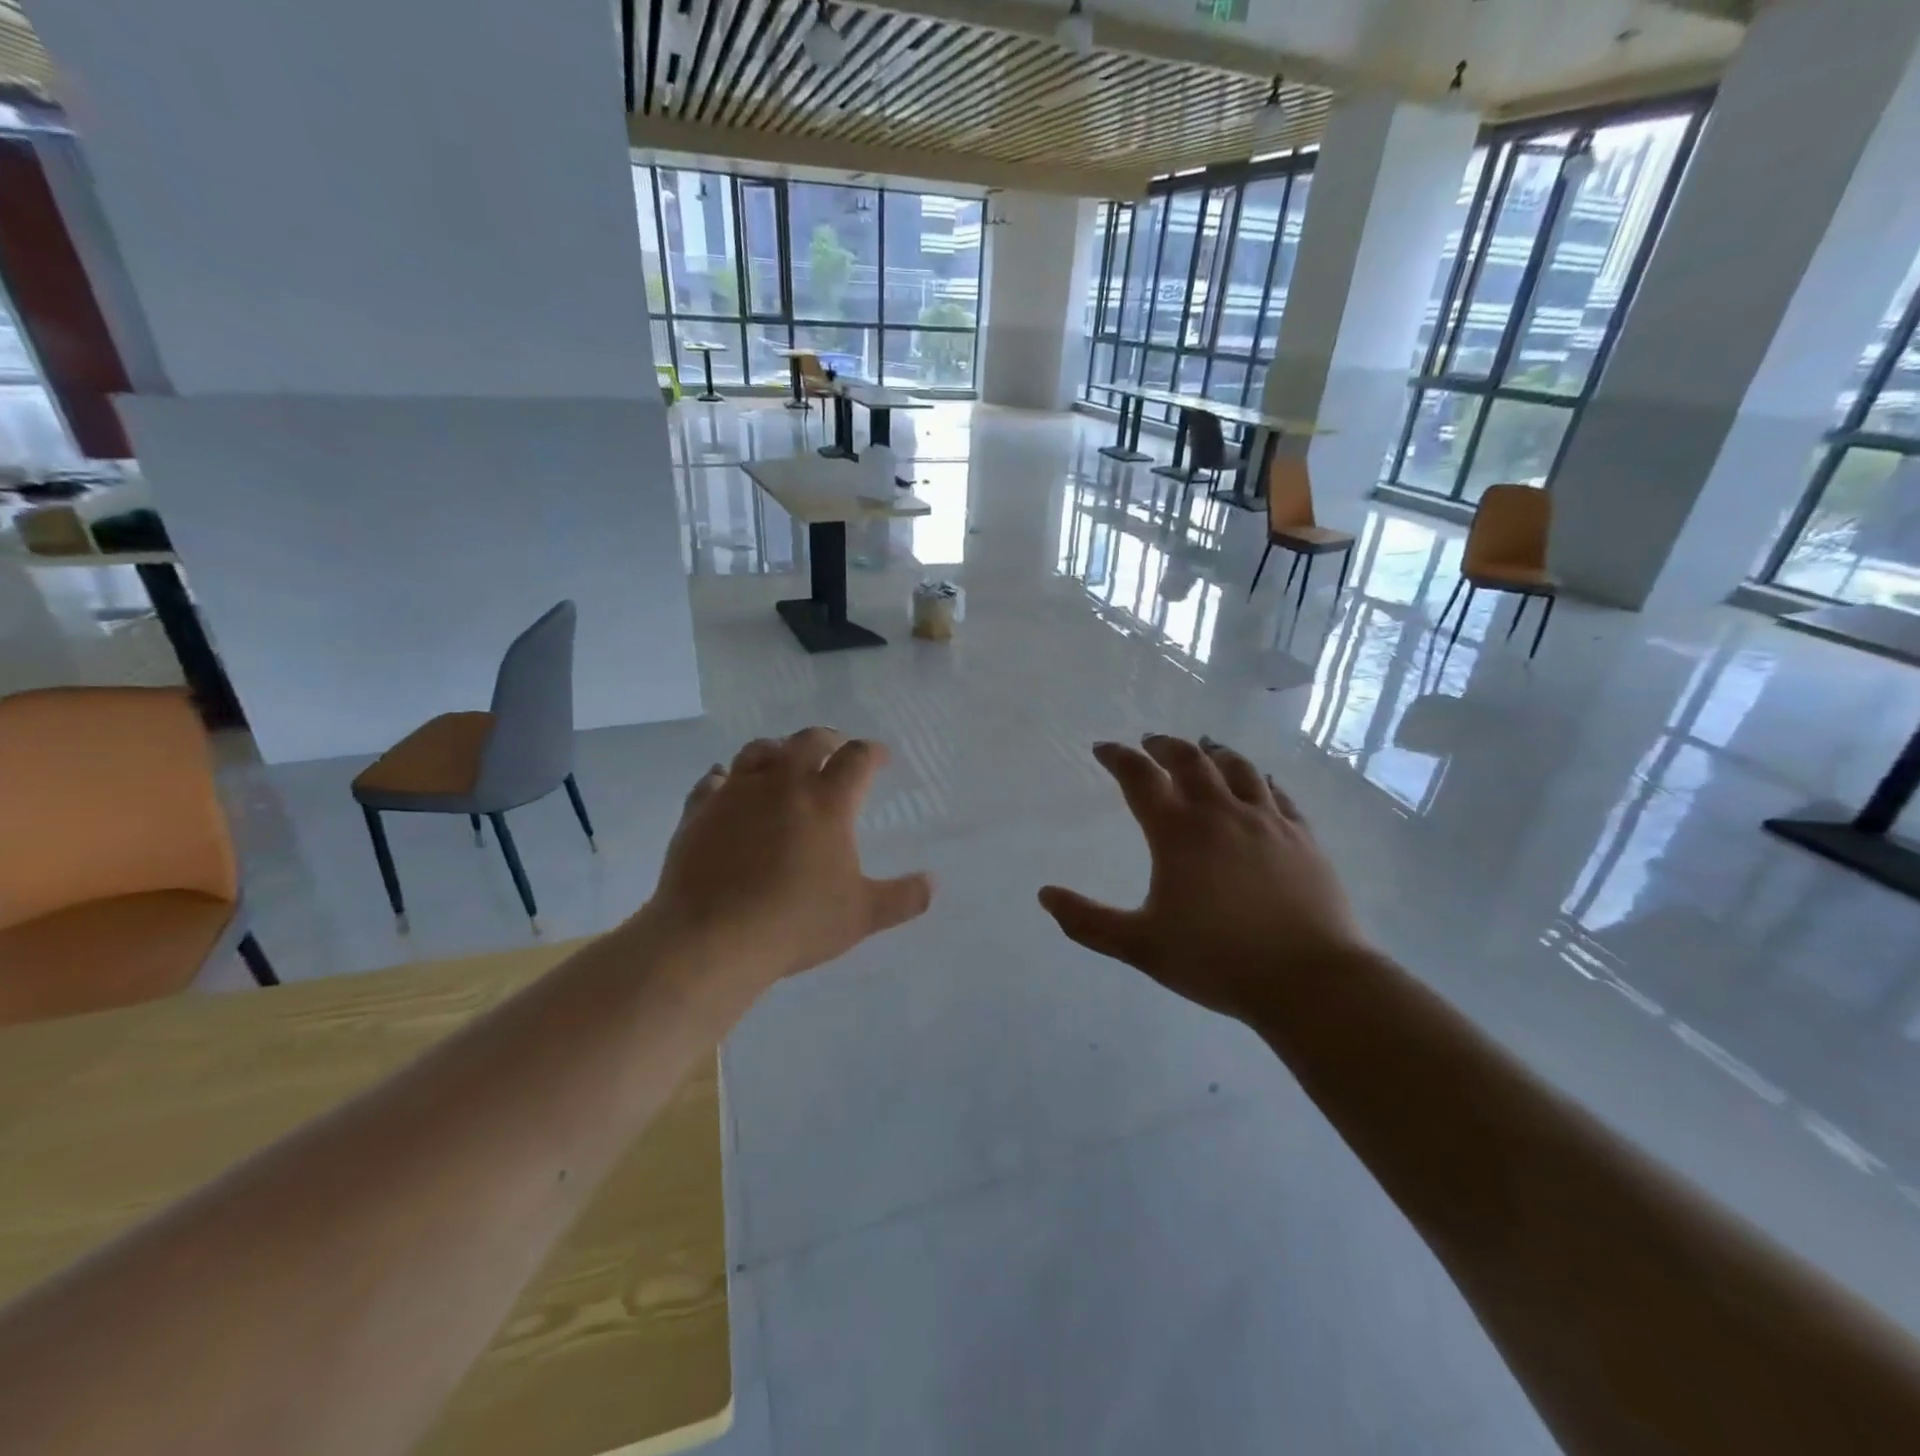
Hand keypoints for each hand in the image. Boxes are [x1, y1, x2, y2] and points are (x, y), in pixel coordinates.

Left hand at [646, 728, 932, 987]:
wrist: (711, 938)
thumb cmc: (795, 923)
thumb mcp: (861, 916)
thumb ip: (903, 898)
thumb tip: (933, 884)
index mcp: (828, 802)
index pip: (857, 758)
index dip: (873, 752)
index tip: (880, 758)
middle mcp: (783, 784)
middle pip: (808, 741)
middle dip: (828, 740)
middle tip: (835, 750)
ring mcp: (737, 793)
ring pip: (759, 750)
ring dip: (777, 750)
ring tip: (783, 760)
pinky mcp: (700, 810)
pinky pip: (713, 780)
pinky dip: (727, 777)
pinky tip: (727, 785)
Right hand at [1038, 735, 1373, 1022]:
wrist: (1310, 980)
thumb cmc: (1217, 960)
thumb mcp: (1140, 946)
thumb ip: (1088, 921)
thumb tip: (1045, 896)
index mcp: (1178, 832)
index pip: (1141, 778)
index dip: (1118, 758)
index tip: (1103, 749)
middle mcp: (1222, 813)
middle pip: (1191, 760)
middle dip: (1165, 746)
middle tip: (1151, 742)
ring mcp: (1268, 821)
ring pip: (1238, 768)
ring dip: (1214, 752)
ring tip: (1204, 747)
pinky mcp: (1303, 837)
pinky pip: (1278, 793)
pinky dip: (1260, 779)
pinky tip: (1260, 782)